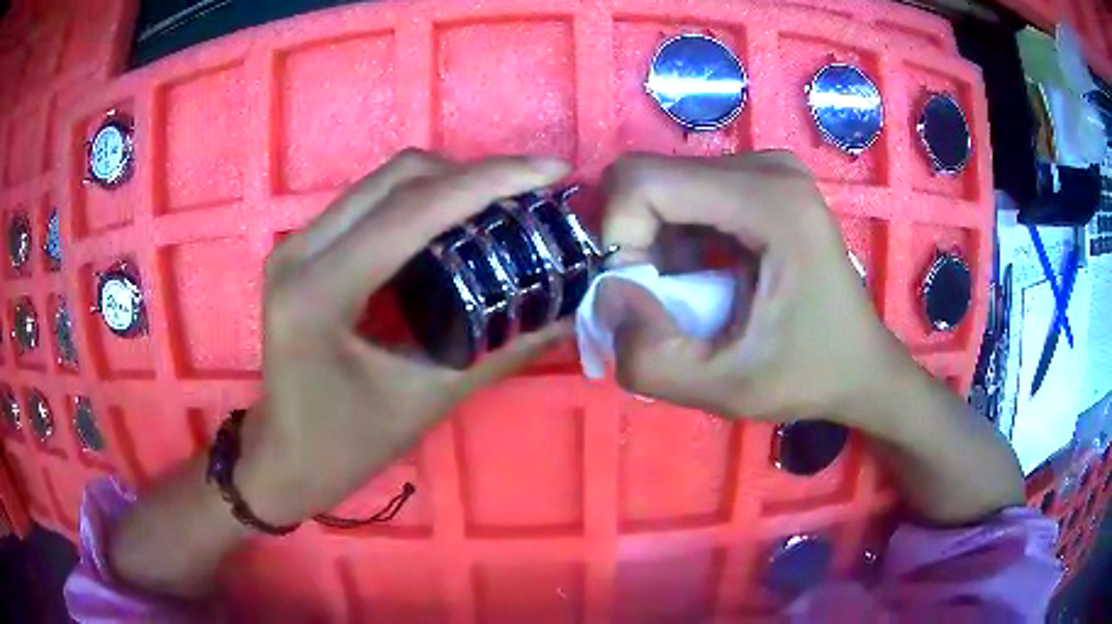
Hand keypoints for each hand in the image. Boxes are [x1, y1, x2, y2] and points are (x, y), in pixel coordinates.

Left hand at [237, 150, 571, 524]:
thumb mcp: (427, 401)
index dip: (490, 181)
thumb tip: (566, 318)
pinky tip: (453, 225)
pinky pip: (369, 204)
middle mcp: (301, 251)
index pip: (413, 211)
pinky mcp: (302, 250)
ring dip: (446, 184)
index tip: (552, 170)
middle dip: (472, 174)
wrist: (286, 456)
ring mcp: (296, 245)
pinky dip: (419, 202)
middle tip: (528, 193)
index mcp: (321, 290)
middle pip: (397, 178)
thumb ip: (501, 352)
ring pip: (383, 184)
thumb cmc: (347, 443)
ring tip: (500, 204)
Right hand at [598, 151, 907, 425]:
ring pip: (665, 184)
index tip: (637, 292)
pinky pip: (689, 192)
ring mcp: (768, 169)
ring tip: (682, 294)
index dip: (618, 235)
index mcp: (770, 202)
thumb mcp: (725, 390)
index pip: (644, 180)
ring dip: (653, 241)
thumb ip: (649, 358)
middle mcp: (768, 167)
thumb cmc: (808, 375)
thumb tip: (606, 296)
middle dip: (633, 239)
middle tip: (656, 298)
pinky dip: (676, 236)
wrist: (862, 365)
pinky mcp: (764, 181)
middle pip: (651, 176)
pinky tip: (701, 275)